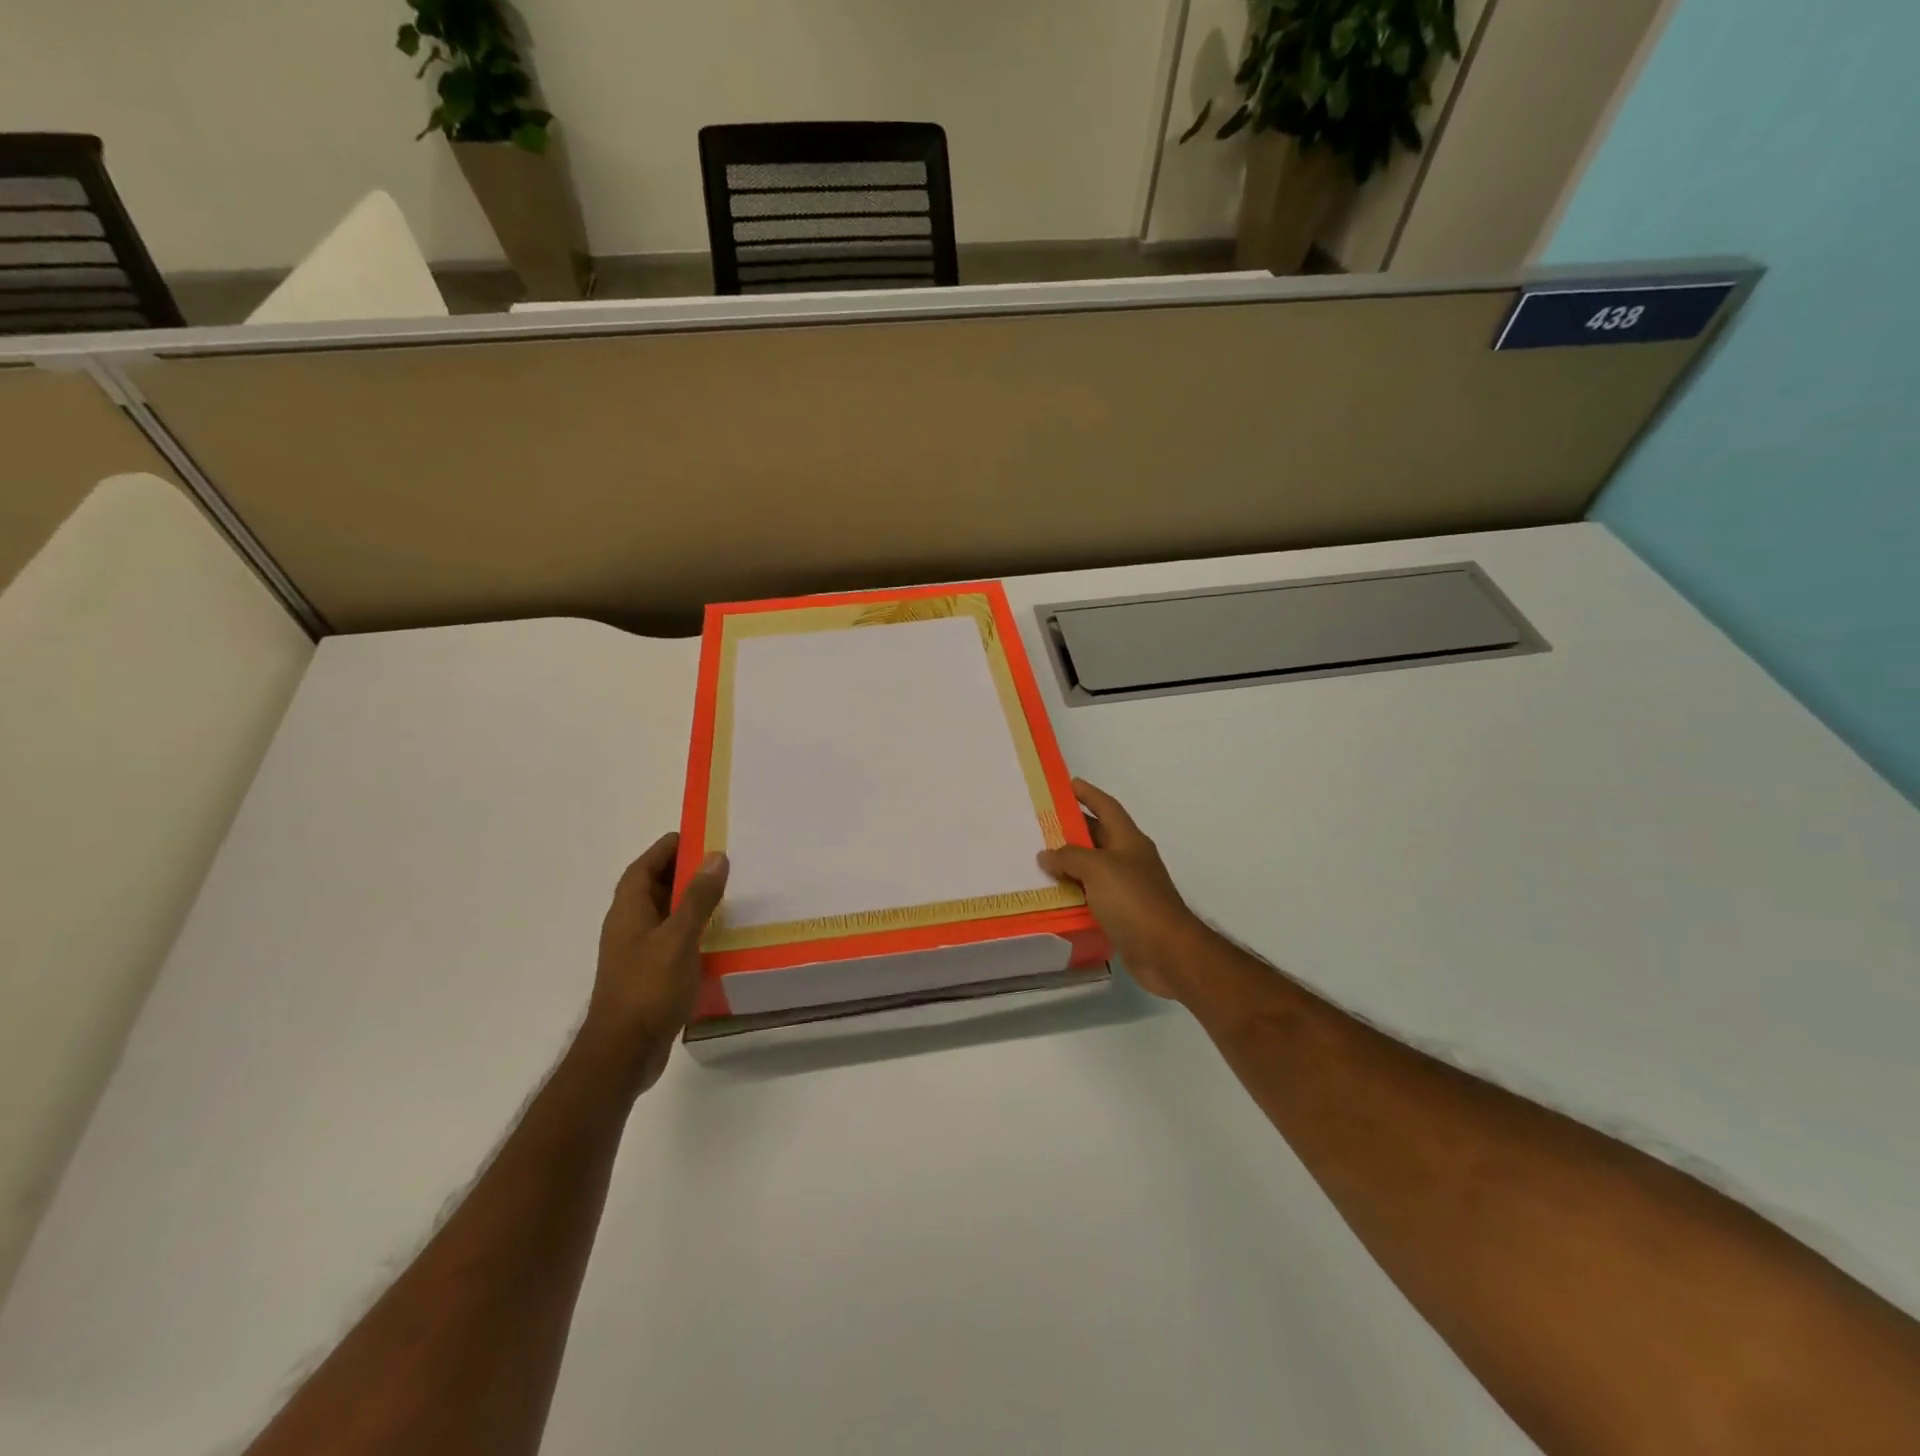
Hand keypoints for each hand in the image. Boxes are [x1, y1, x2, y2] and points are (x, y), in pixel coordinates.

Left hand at [580, 832, 729, 1094]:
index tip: (698, 834)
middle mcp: (628, 926)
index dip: (667, 848)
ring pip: (664, 915)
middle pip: (653, 887)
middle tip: (721, 861)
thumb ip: (698, 897)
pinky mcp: (648, 976)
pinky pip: (671, 940)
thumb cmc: (648, 988)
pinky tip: (717, 936)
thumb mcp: (678, 938)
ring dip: (689, 902)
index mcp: (628, 910)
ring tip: (726, 894)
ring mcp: (637, 953)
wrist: (623, 1052)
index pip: (644, 867)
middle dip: (683, 871)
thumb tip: (715, 856)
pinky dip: (692, 930)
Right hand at [1037, 780, 1214, 1000]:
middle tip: (1042, 825)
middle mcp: (1129, 859)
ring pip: (1092, 868)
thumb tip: (1046, 854)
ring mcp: (1127, 888)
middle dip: (1072, 829)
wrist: (1166, 951)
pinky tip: (1053, 895)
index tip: (1068, 784)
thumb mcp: (1098, 869)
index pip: (1107, 807)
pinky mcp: (1122, 914)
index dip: (1088, 794)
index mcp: (1129, 840)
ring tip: (1039, 860)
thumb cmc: (1134, 900)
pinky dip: (1074, 893)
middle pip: (1098, 836)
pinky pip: (1092, 896)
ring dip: (1069, 864)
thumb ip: (1069, 857)